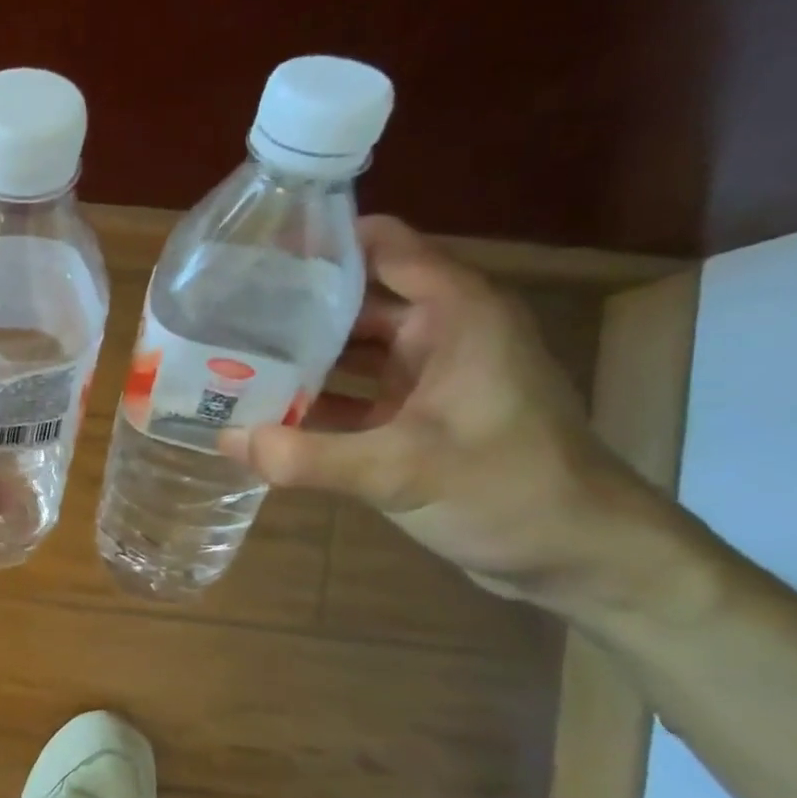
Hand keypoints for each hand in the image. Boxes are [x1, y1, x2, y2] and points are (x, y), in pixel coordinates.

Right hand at [221, 216, 654, 606]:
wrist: (578, 556)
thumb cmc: (510, 489)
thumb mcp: (404, 470)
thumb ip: (311, 456)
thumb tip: (227, 440)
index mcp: (456, 315)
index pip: (384, 248)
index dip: (322, 241)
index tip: (253, 248)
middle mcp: (439, 335)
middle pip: (354, 301)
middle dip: (290, 307)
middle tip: (218, 314)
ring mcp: (426, 380)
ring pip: (348, 352)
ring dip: (295, 359)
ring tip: (226, 360)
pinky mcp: (413, 420)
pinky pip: (350, 397)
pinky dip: (311, 403)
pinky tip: (262, 415)